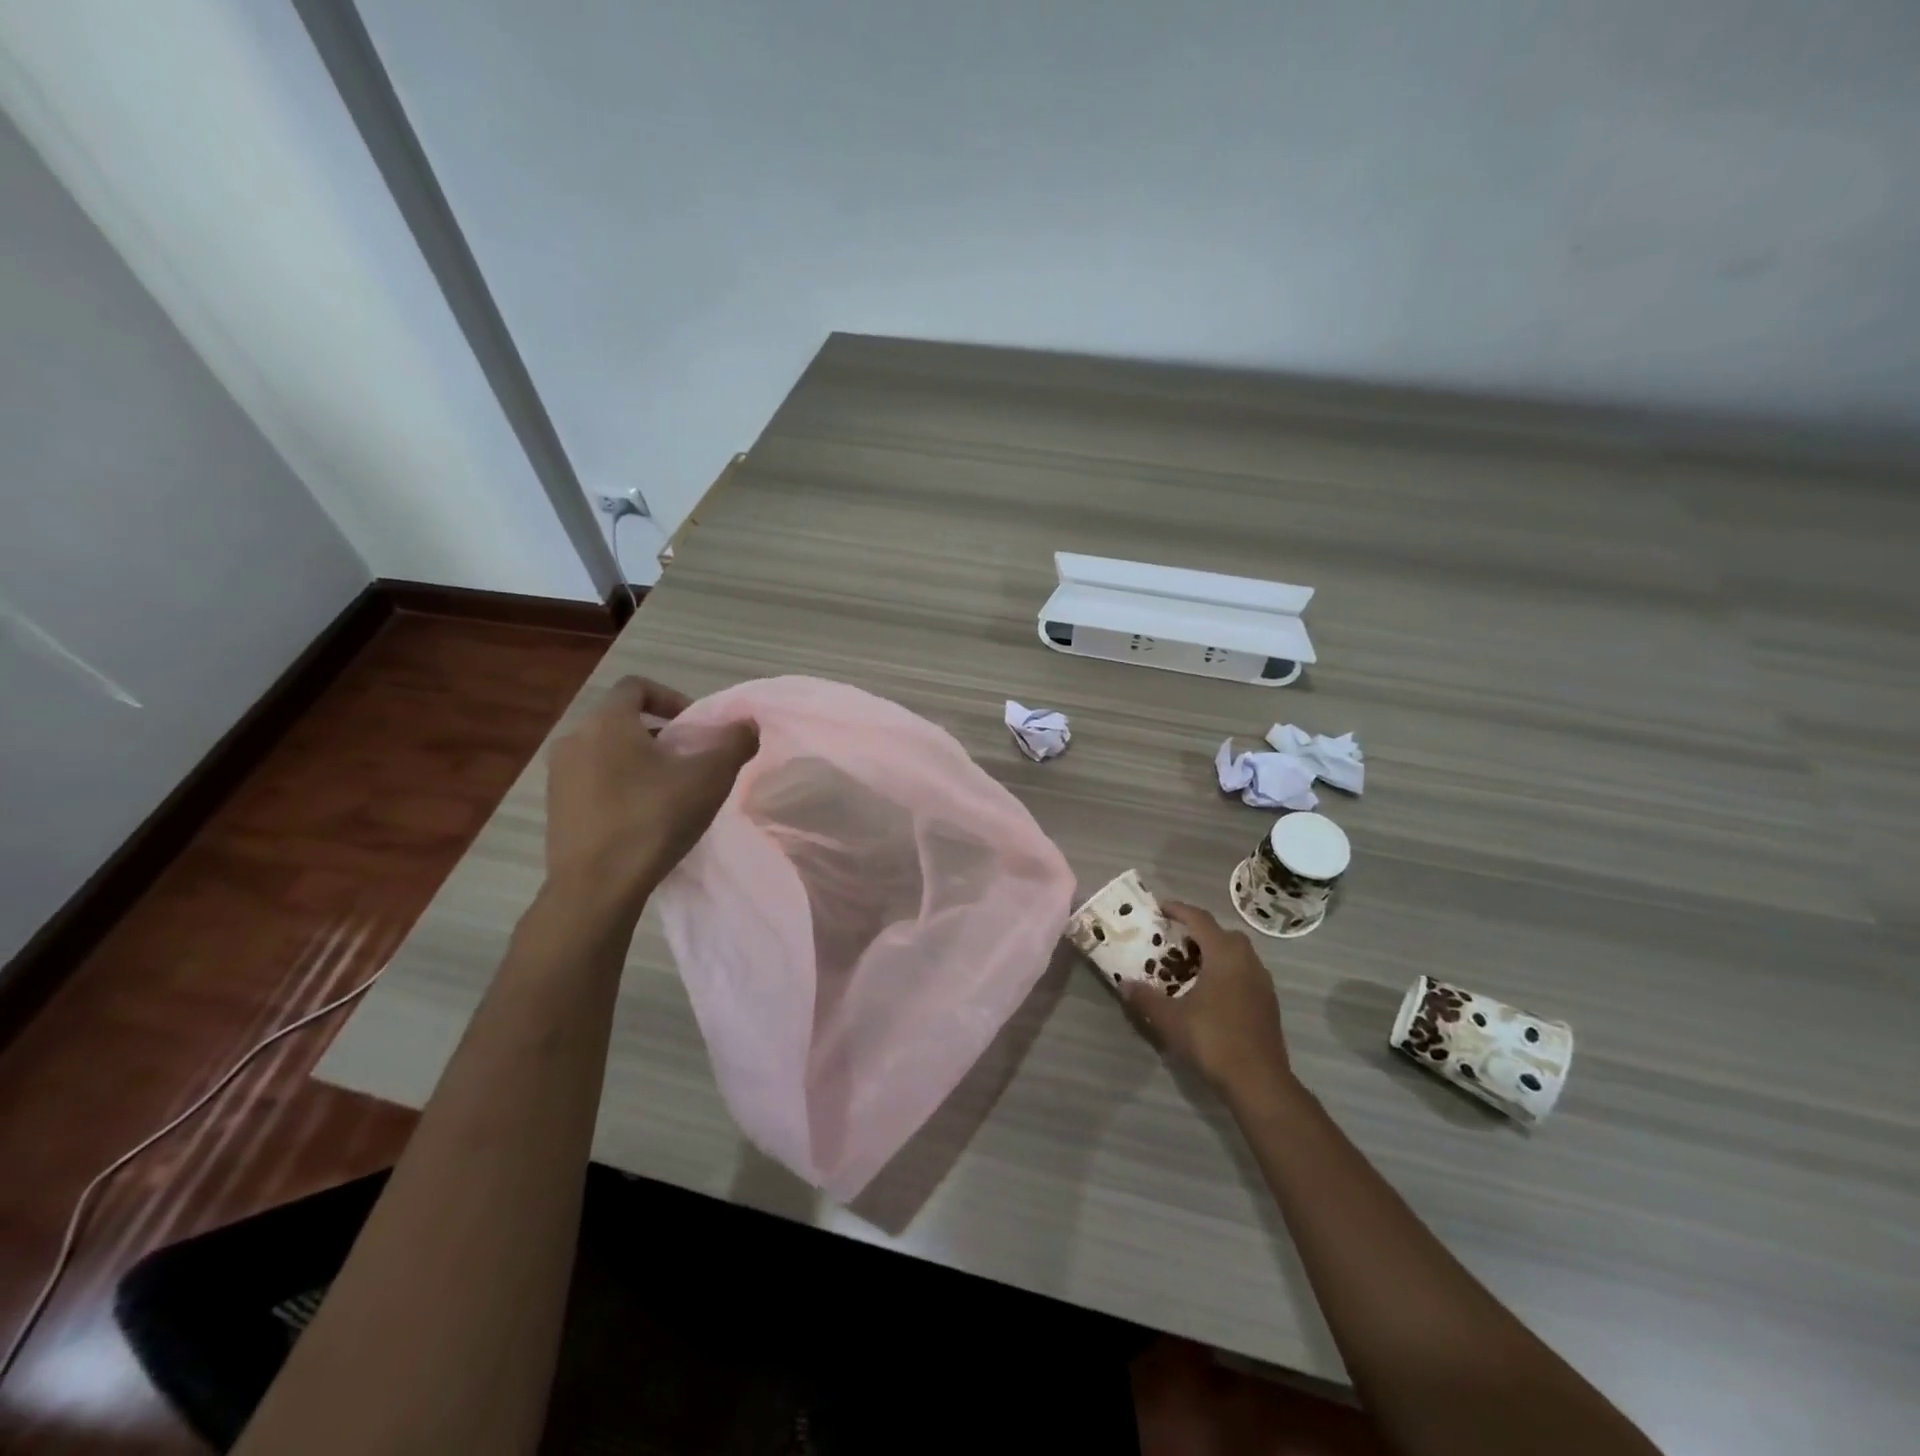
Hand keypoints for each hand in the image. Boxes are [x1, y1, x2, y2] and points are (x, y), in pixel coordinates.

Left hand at [544, 676, 756, 919]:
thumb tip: (747, 724)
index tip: (695, 728)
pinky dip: (620, 786)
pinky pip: (593, 781)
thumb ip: (734, 744)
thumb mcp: (709, 779)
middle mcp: (575, 740)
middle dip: (661, 735)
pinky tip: (644, 818)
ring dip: (640, 762)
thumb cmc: (653, 819)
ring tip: (670, 792)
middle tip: (690, 762)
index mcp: (607, 723)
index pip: (636, 686)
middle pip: (622, 721)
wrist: (596, 887)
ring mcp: (559, 776)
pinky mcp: (556, 808)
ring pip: (607, 753)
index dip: (671, 698)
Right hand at [1122, 902, 1296, 1105]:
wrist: (1259, 1081)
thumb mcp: (1170, 1019)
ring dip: (1213, 953)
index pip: (1200, 919)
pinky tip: (1208, 993)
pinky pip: (1244, 973)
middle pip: (1221, 934)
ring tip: (1188, 967)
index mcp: (1224, 954)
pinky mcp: (1268, 1002)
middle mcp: (1247, 960)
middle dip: (1197, 932)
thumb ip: (1145, 998)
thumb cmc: (1213, 1040)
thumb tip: (1123, 983)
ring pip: (1236, 954)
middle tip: (1173, 941)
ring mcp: (1262, 982)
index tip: (1159, 908)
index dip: (1178, 910)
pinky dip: (1225, 972)